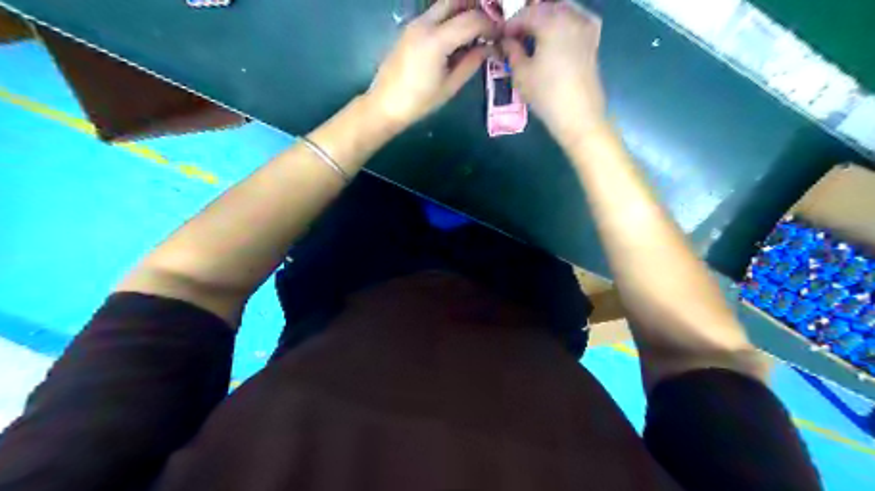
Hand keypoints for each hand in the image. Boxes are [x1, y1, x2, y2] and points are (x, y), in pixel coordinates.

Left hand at [364, 0, 499, 130]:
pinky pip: (435, 15)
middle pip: (457, 1)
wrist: (385, 104)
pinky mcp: (410, 29)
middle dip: (478, 9)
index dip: (491, 26)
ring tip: (477, 32)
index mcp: (436, 40)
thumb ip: (471, 62)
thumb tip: (489, 47)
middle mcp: (424, 24)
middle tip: (490, 26)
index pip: (472, 20)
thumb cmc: (419, 102)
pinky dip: (450, 19)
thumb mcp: (450, 86)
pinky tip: (458, 38)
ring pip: (445, 5)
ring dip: (463, 12)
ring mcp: (414, 24)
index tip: (501, 36)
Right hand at [502, 1, 606, 140]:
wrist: (579, 115)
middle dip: (529, 18)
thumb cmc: (546, 94)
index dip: (511, 24)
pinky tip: (555, 37)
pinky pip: (576, 21)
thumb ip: (512, 51)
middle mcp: (572, 17)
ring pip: (563, 11)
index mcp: (552, 21)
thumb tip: (507, 41)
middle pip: (546, 8)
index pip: (526, 14)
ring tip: (533, 37)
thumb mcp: (521, 74)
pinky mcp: (593, 40)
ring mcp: (586, 27)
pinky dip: (563, 23)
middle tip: (516, 36)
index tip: (501, 36)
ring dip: (546, 19)